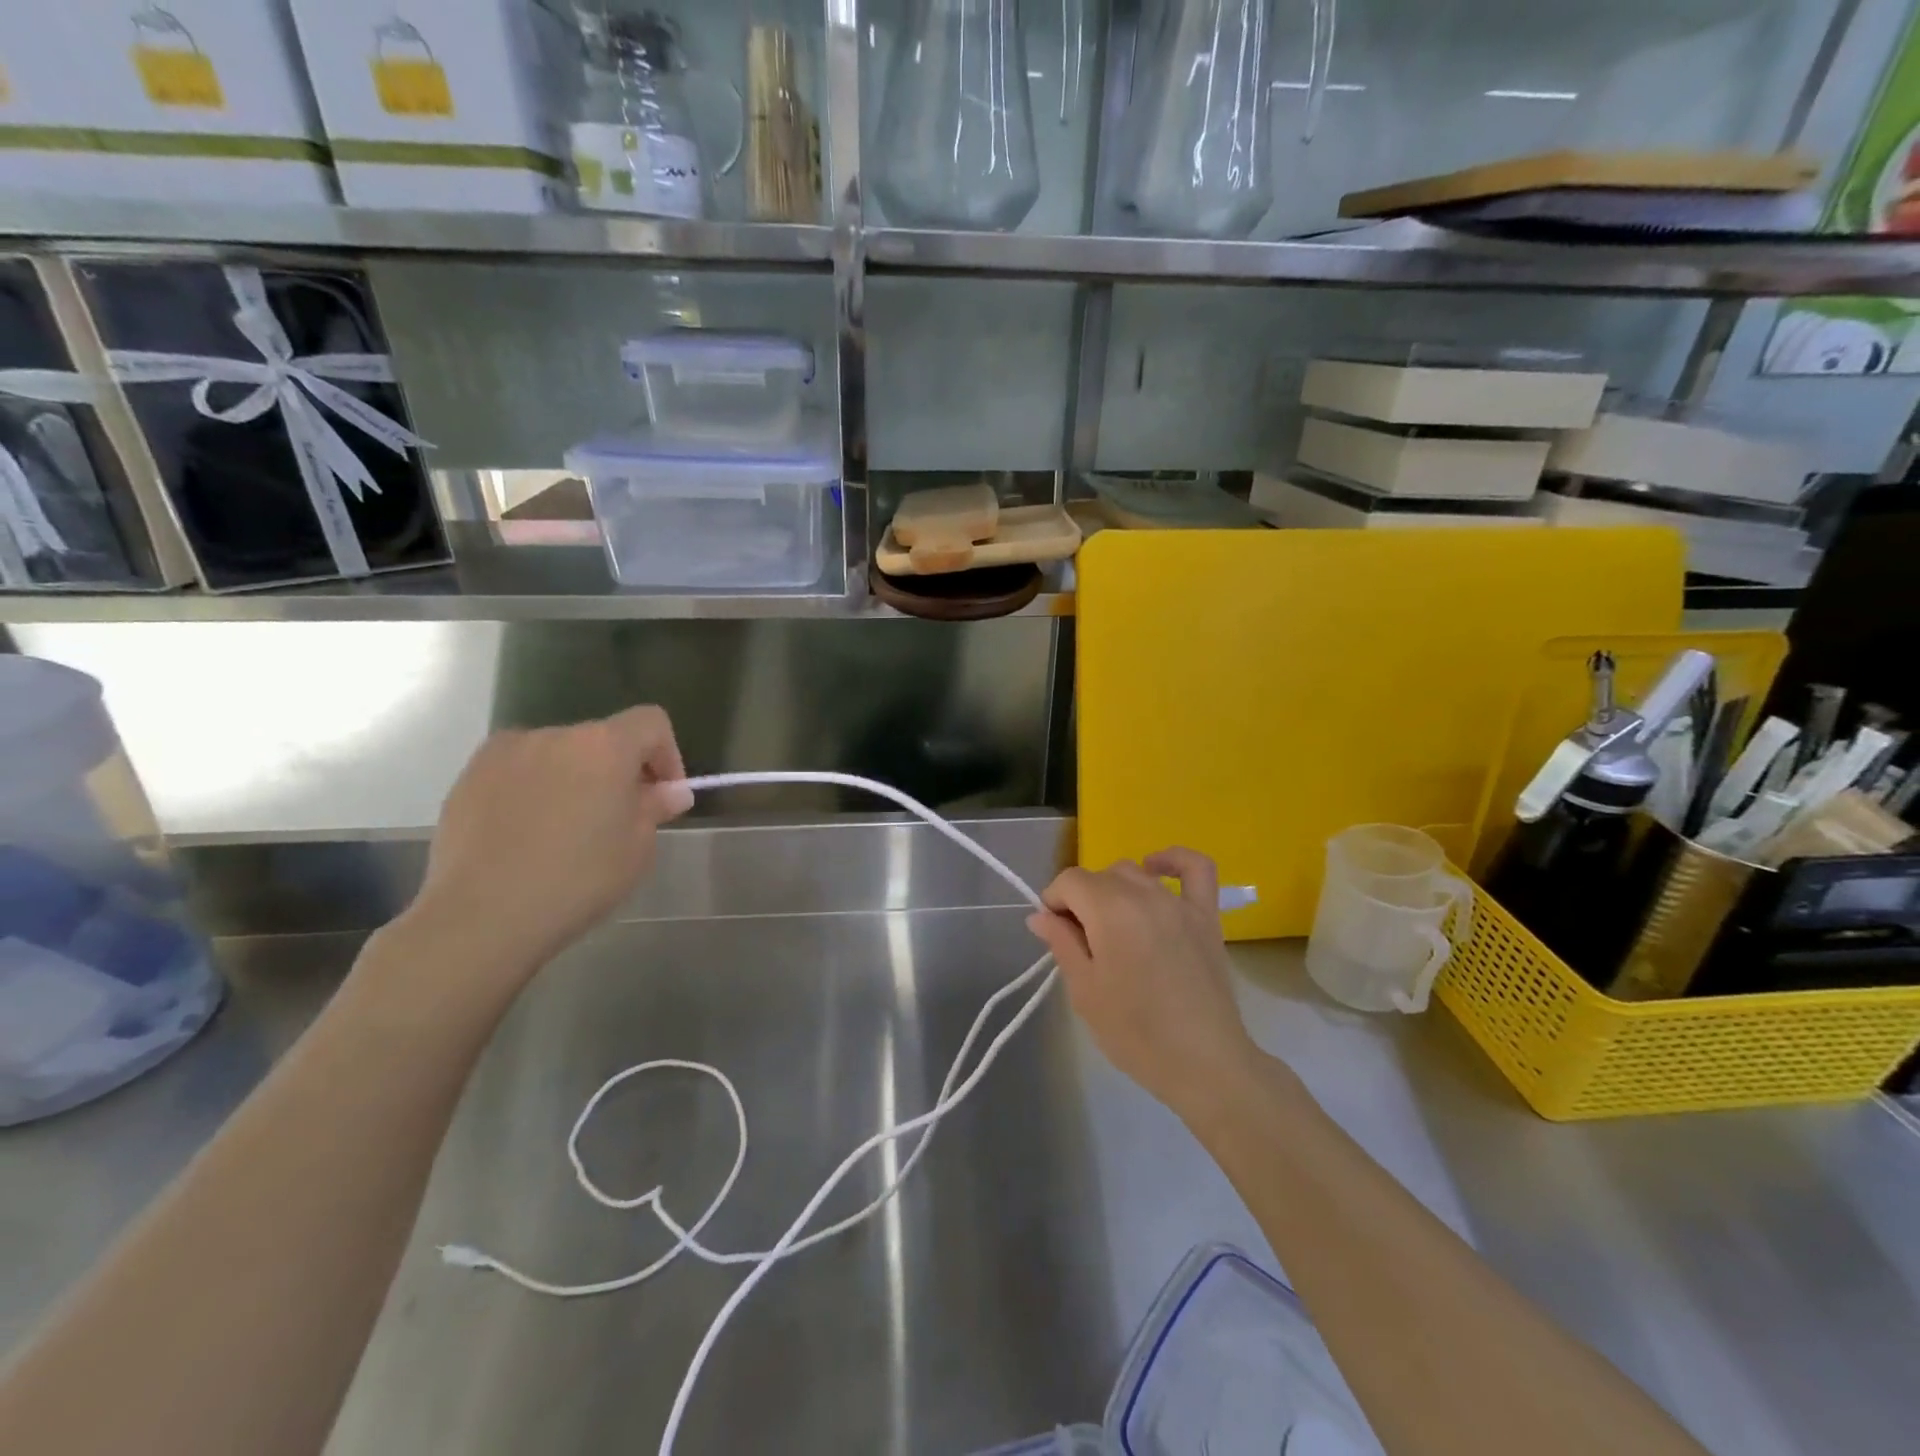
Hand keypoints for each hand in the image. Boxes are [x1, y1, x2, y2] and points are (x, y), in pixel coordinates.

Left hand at [400, 707, 692, 986]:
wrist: (482, 916)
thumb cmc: (577, 880)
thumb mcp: (637, 848)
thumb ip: (655, 807)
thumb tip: (670, 791)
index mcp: (604, 746)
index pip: (650, 723)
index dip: (667, 754)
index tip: (663, 796)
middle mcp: (554, 735)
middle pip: (602, 738)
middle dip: (618, 770)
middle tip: (619, 818)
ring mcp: (505, 753)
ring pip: (558, 755)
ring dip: (575, 778)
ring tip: (568, 828)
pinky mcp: (468, 777)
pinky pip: (519, 771)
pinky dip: (534, 790)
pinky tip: (527, 834)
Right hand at [1028, 848, 1265, 1122]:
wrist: (1204, 1063)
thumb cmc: (1136, 1033)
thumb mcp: (1085, 991)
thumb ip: (1062, 943)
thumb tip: (1039, 915)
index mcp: (1109, 911)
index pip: (1069, 881)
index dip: (1054, 902)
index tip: (1054, 933)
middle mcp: (1144, 894)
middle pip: (1100, 876)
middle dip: (1081, 900)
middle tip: (1081, 943)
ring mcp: (1179, 902)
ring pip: (1135, 873)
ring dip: (1115, 889)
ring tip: (1113, 927)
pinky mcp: (1206, 916)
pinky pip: (1195, 868)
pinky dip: (1172, 860)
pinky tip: (1155, 868)